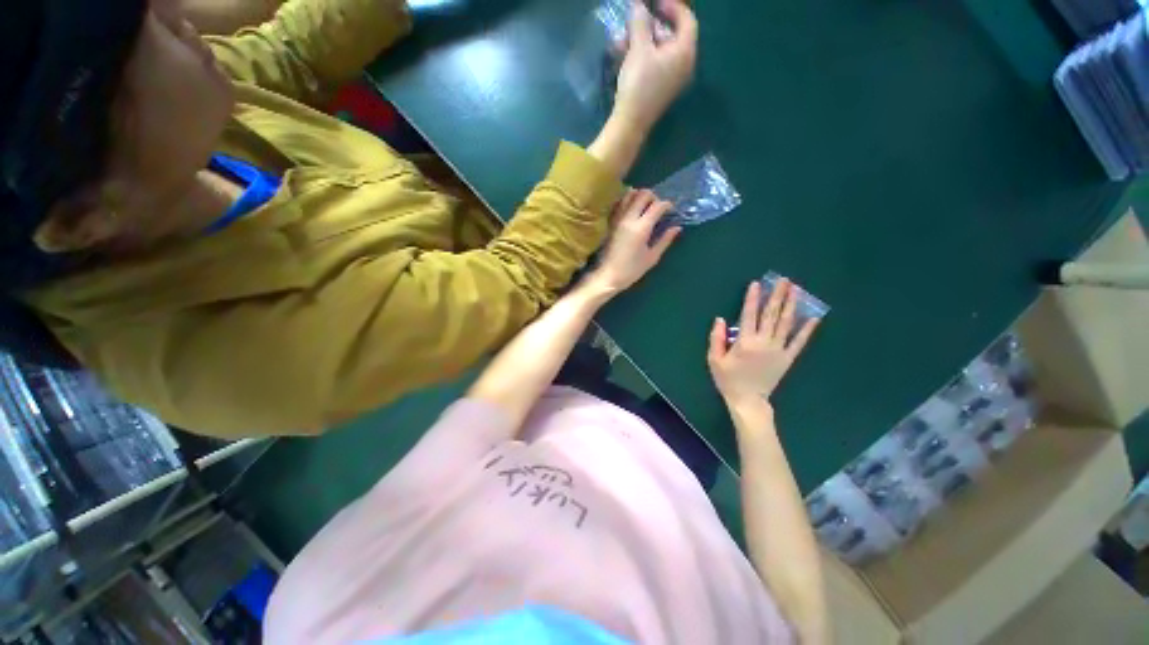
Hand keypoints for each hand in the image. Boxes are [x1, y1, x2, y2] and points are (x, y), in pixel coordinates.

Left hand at [587, 189, 680, 293]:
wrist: (608, 276)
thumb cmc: (631, 270)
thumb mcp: (652, 257)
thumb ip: (665, 240)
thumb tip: (677, 227)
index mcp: (642, 228)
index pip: (657, 206)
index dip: (667, 205)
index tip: (671, 210)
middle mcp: (629, 218)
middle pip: (643, 194)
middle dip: (654, 197)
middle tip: (658, 207)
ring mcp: (618, 218)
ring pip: (629, 195)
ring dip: (640, 196)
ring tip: (645, 206)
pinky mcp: (611, 222)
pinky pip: (619, 203)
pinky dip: (627, 200)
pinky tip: (632, 207)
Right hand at [613, 0, 698, 133]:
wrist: (631, 122)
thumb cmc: (638, 83)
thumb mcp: (638, 49)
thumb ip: (640, 23)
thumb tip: (639, 7)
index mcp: (685, 52)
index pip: (687, 20)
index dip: (673, 7)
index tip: (655, 3)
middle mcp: (684, 65)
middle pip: (673, 36)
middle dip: (652, 25)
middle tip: (636, 20)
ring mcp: (673, 79)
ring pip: (661, 51)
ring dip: (643, 41)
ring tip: (623, 38)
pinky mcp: (662, 89)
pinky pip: (656, 65)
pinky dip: (643, 56)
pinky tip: (625, 54)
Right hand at [707, 279, 819, 404]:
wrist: (747, 400)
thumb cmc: (728, 379)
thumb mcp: (714, 360)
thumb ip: (716, 338)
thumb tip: (720, 319)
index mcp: (744, 342)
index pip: (749, 315)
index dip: (752, 299)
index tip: (757, 284)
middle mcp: (764, 342)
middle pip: (771, 315)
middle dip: (777, 296)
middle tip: (784, 280)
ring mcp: (778, 350)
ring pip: (786, 324)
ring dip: (792, 305)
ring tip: (796, 290)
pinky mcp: (787, 358)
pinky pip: (799, 342)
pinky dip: (807, 330)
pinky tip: (814, 318)